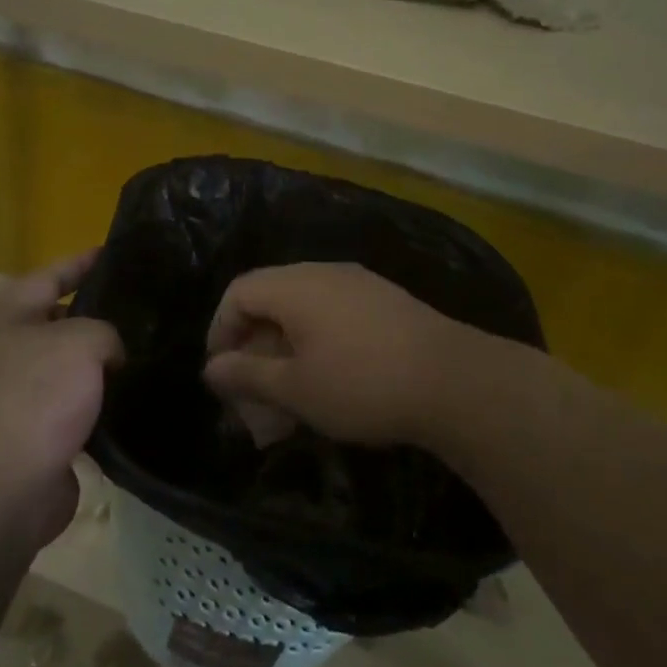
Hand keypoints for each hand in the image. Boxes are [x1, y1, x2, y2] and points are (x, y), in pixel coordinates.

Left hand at [0, 252, 122, 548]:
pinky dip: (102, 408)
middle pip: (61, 322)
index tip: (118, 252)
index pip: (52, 274)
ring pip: (71, 370)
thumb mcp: (80, 342)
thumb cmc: (30, 398)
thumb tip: (110, 358)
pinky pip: (76, 411)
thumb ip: (106, 333)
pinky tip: (139, 402)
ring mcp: (16, 397)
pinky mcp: (33, 438)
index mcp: (3, 314)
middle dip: (102, 317)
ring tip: (153, 354)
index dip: (85, 262)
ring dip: (104, 367)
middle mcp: (5, 350)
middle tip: (151, 310)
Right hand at [202, 262, 513, 453]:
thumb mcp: (295, 389)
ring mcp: (359, 283)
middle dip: (254, 346)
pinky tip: (329, 380)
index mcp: (295, 285)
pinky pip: (334, 314)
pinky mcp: (385, 300)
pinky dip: (317, 343)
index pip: (238, 292)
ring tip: (289, 394)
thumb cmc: (361, 384)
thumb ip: (247, 375)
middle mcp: (324, 272)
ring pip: (304, 309)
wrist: (454, 380)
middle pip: (270, 298)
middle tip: (254, 391)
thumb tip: (211, 368)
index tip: (222, 374)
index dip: (220, 330)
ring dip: (286, 349)